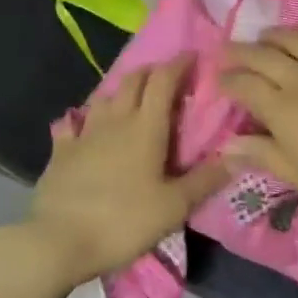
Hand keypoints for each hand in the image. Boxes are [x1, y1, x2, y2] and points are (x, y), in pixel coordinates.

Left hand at [23, 56, 230, 285]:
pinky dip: (81, 119)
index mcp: (146, 127)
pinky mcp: (61, 151)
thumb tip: (238, 157)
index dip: (179, 64)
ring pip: (104, 97)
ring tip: (131, 100)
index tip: (194, 56)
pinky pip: (71, 124)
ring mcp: (85, 133)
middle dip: (152, 72)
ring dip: (121, 91)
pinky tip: (81, 125)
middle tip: (167, 79)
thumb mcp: (174, 207)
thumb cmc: (123, 221)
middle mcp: (116, 120)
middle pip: (134, 80)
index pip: (164, 80)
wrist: (59, 241)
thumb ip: (206, 180)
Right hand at [219, 31, 297, 244]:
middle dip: (242, 51)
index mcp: (286, 111)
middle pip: (265, 55)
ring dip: (276, 36)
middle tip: (228, 50)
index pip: (246, 86)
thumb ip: (267, 156)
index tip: (218, 80)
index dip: (228, 81)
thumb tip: (228, 145)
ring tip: (265, 37)